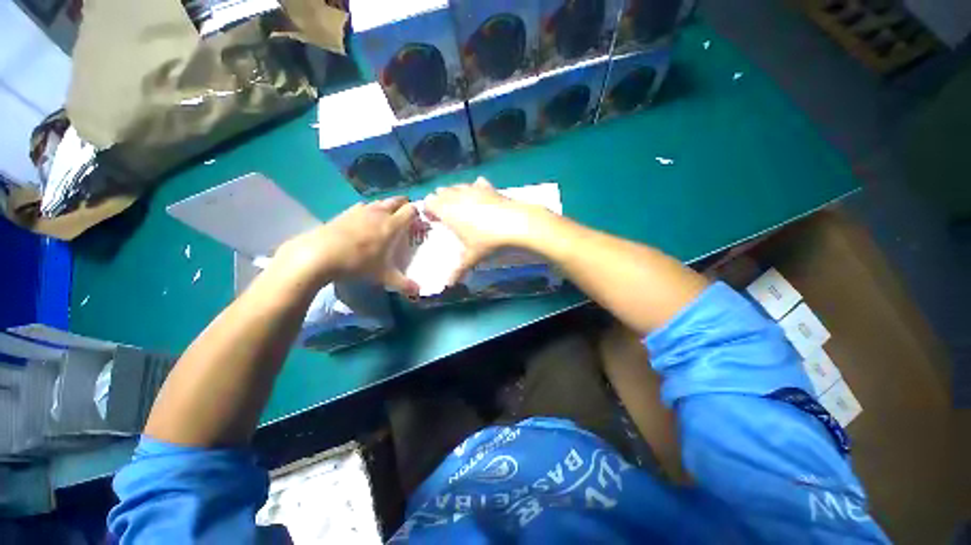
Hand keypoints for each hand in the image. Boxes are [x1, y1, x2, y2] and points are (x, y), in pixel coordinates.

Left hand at [271, 197, 418, 294]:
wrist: (322, 253)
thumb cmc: (358, 264)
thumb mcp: (382, 277)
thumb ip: (402, 283)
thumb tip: (418, 291)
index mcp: (392, 224)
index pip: (411, 210)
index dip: (417, 214)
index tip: (418, 222)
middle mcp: (379, 212)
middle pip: (397, 200)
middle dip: (403, 205)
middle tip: (404, 217)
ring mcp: (361, 210)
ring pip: (379, 202)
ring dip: (385, 207)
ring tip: (384, 219)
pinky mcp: (346, 212)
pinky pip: (362, 207)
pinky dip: (367, 211)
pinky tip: (362, 222)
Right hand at [424, 178, 547, 283]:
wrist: (516, 223)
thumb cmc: (487, 240)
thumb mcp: (472, 257)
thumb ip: (458, 269)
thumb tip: (448, 285)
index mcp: (447, 210)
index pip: (428, 202)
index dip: (428, 209)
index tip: (433, 220)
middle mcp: (456, 196)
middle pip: (441, 191)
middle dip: (440, 200)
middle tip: (446, 215)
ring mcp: (473, 189)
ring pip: (457, 186)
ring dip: (455, 193)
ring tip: (461, 206)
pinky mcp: (489, 187)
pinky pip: (476, 183)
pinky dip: (475, 188)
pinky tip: (480, 197)